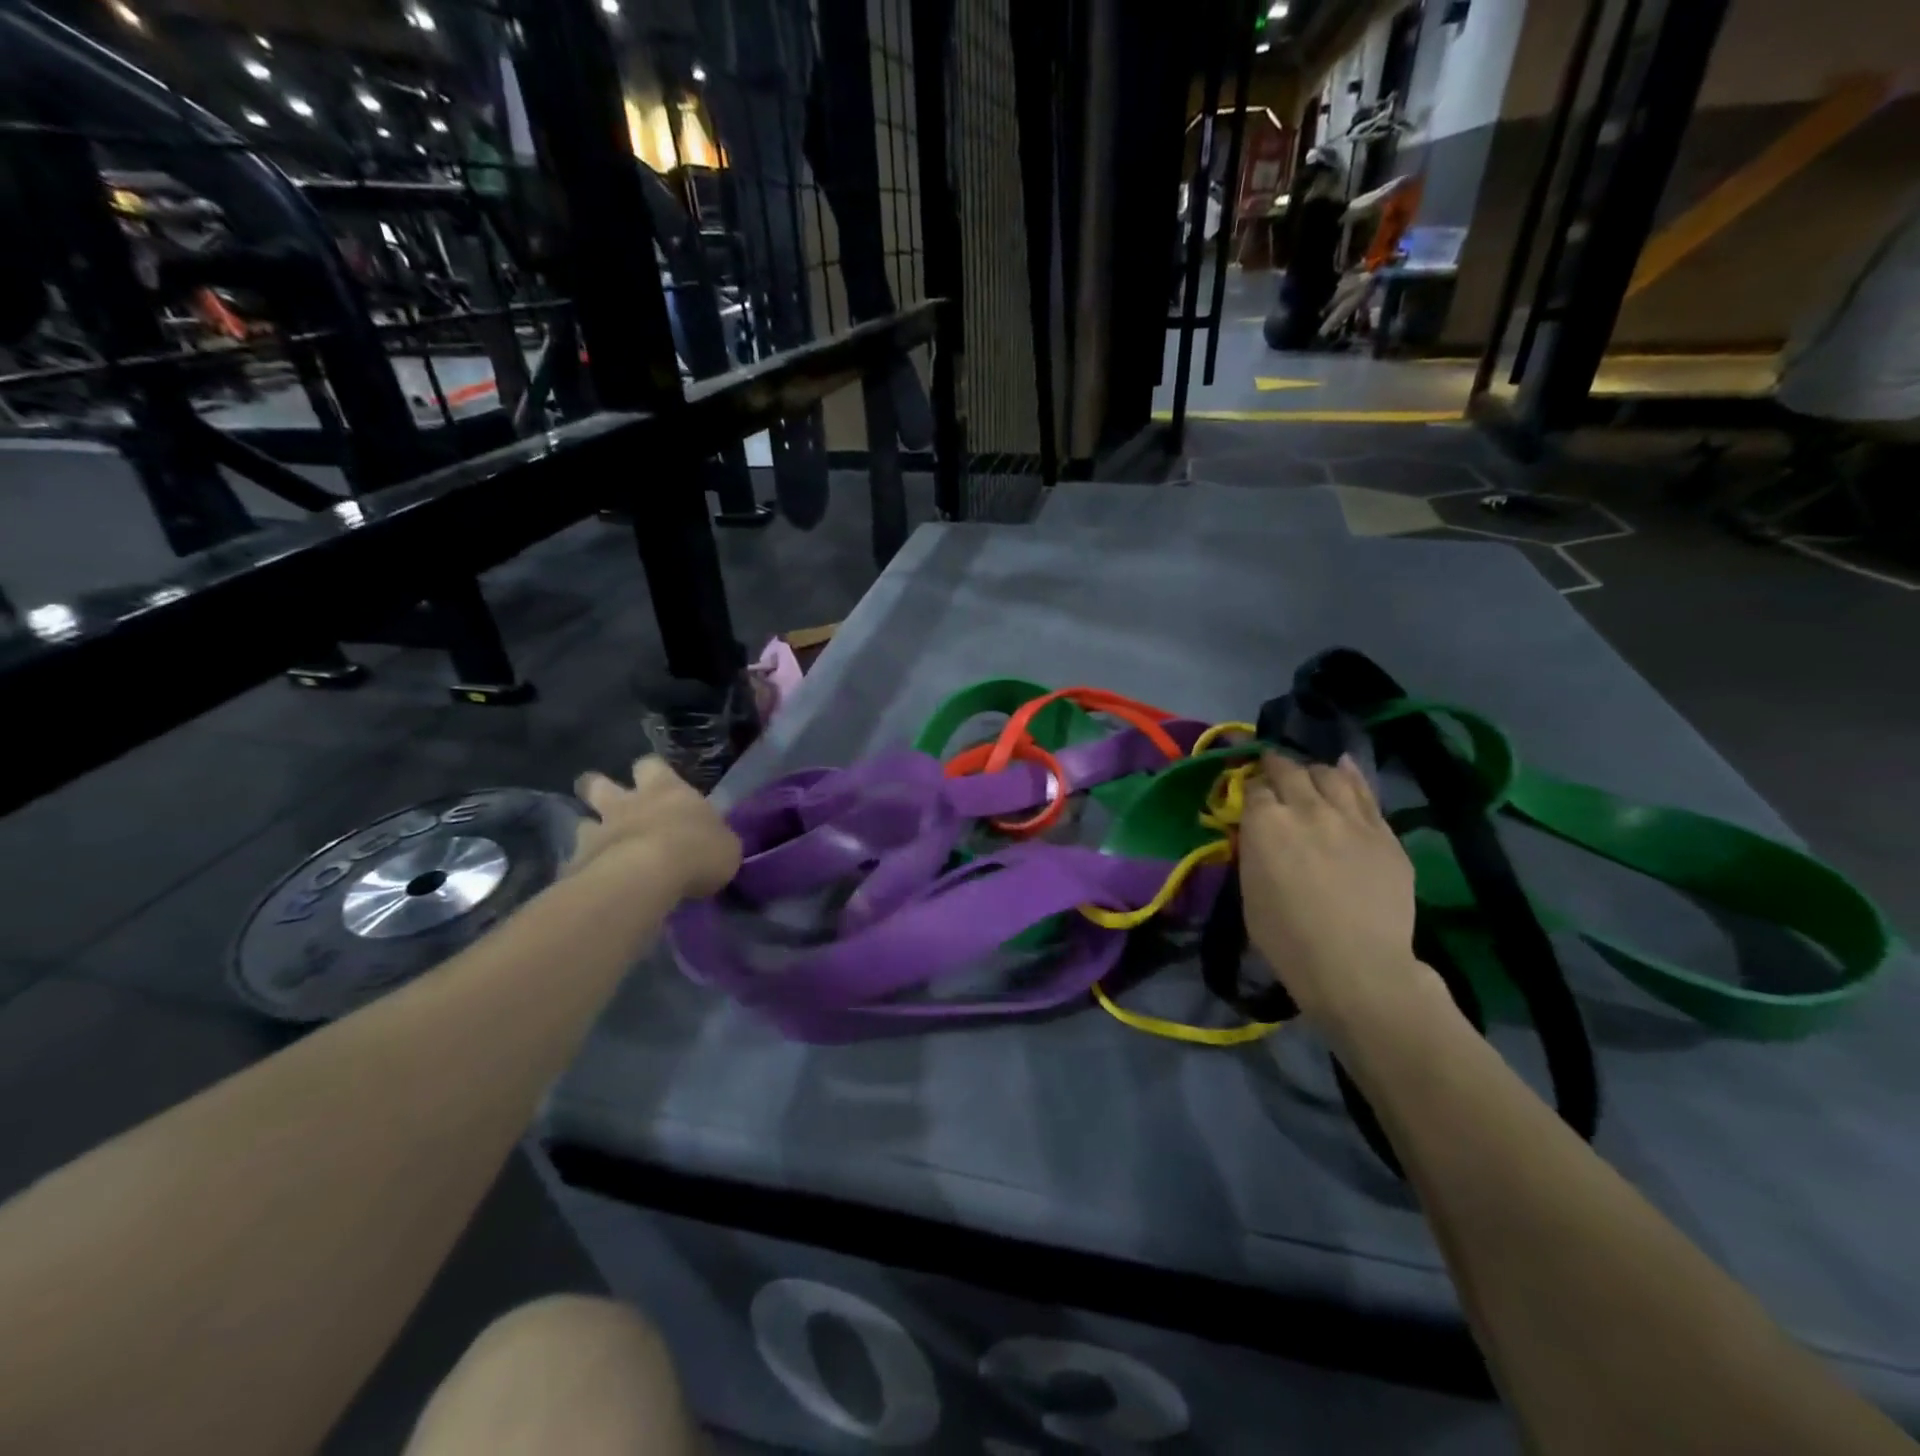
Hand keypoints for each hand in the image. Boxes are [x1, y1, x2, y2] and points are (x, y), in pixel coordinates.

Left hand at [568, 756, 740, 899]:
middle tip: (610, 804)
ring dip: (591, 832)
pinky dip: (585, 870)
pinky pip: (577, 862)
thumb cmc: (696, 851)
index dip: (652, 773)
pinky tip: (596, 885)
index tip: (655, 783)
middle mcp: (627, 803)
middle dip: (599, 789)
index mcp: (666, 790)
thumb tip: (712, 844)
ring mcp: (597, 832)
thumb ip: (714, 839)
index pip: (651, 765)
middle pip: (599, 783)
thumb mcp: (726, 846)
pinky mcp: (577, 864)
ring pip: (582, 822)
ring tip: (602, 850)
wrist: (645, 878)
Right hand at [1238, 752, 1432, 1030]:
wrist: (1357, 965)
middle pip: (1289, 771)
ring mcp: (1350, 817)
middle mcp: (1306, 808)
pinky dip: (1350, 776)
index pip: (1254, 787)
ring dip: (1313, 771)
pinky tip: (1344, 768)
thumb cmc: (1288, 939)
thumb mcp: (1250, 891)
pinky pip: (1365, 792)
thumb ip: (1254, 851)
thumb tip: (1258, 832)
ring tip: (1309, 777)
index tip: (1249, 796)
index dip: (1250, 789)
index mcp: (1266, 823)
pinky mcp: (1384, 832)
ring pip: (1329, 774)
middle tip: (1272, 771)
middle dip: (1276, 767)